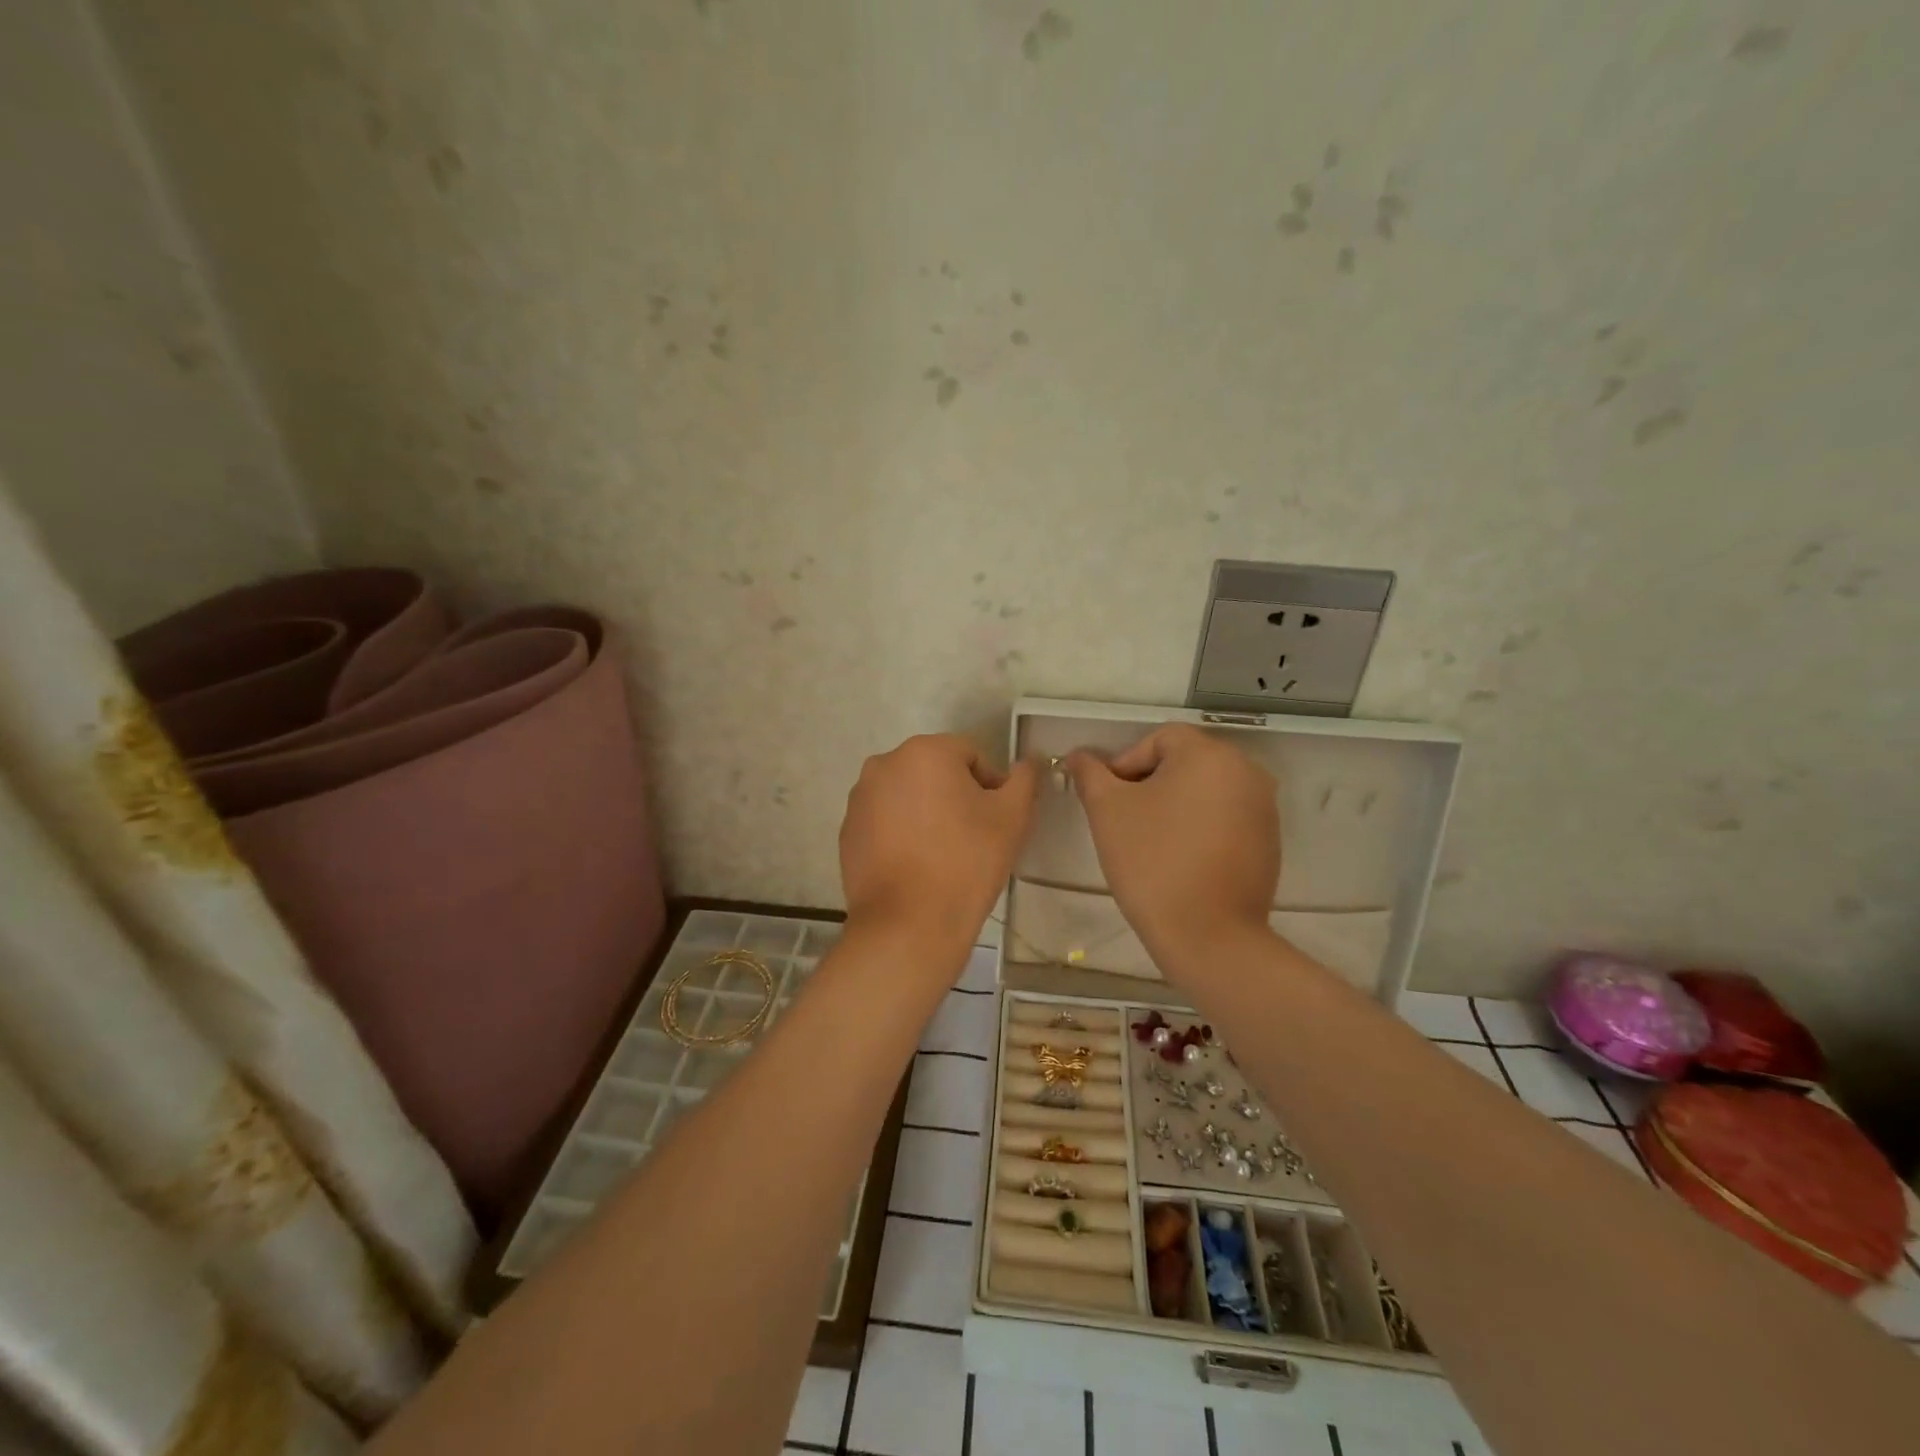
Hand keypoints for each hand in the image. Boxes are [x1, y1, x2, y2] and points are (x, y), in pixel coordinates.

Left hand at [840, 735, 1038, 953]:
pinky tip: (916, 866)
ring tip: (944, 855)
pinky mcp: (847, 832)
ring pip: (908, 796)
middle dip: (957, 797)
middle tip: (974, 838)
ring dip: (928, 814)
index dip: (991, 787)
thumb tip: (1030, 760)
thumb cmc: (966, 862)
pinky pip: (885, 821)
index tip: (998, 822)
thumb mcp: (1012, 817)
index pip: (970, 756)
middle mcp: (884, 764)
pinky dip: (902, 834)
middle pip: (935, 772)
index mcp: (924, 751)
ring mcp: (859, 799)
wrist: (909, 925)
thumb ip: (1024, 779)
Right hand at [1067, 725, 1279, 970]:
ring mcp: (1264, 808)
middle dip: (1150, 784)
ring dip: (1175, 805)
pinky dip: (1200, 827)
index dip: (1126, 763)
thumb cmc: (1152, 861)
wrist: (1208, 935)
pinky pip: (1226, 818)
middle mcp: (1246, 771)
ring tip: (1150, 841)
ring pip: (1206, 790)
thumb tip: (1077, 756)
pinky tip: (1180, 859)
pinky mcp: (1269, 841)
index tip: (1108, 799)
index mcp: (1210, 755)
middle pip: (1185, 762)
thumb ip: (1090, 774)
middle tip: (1124, 820)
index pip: (1159, 739)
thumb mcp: (1107, 810)